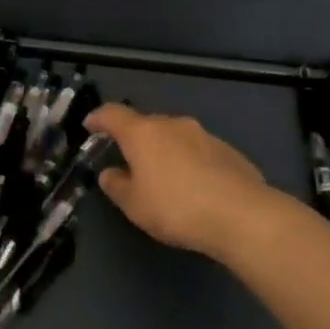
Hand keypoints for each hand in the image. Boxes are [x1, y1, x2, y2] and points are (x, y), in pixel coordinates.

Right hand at [90, 103, 273, 258]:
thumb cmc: (176, 208)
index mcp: (143, 133)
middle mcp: (171, 124)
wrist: (240, 214)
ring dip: (164, 151)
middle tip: (128, 160)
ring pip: (174, 136)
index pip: (113, 114)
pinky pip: (197, 150)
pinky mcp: (226, 149)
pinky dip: (189, 162)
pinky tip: (193, 186)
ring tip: (163, 176)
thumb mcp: (135, 205)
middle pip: (145, 124)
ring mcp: (202, 134)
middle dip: (134, 139)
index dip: (98, 118)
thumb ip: (117, 186)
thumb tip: (109, 173)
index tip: (90, 124)